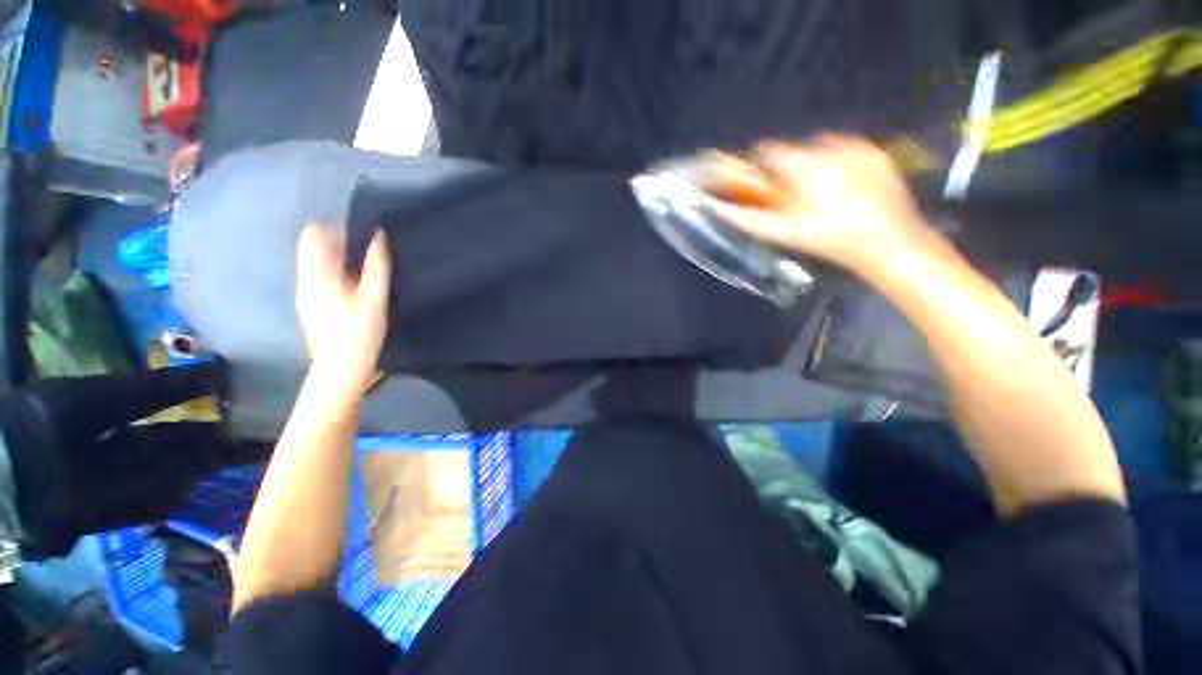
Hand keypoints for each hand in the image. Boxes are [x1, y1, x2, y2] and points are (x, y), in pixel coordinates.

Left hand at [295, 224, 390, 394]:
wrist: (339, 368)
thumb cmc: (359, 333)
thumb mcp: (375, 298)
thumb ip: (376, 266)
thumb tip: (379, 237)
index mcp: (317, 275)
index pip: (312, 236)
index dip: (335, 229)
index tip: (360, 236)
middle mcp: (304, 280)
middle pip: (313, 249)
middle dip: (338, 244)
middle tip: (368, 255)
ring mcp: (304, 294)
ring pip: (316, 264)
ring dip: (338, 260)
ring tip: (364, 272)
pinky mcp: (309, 306)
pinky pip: (318, 278)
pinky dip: (334, 274)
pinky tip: (355, 290)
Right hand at [711, 135, 937, 272]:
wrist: (889, 242)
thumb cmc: (829, 239)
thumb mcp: (783, 232)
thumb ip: (747, 218)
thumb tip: (716, 207)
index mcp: (805, 164)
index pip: (769, 150)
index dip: (759, 163)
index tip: (759, 179)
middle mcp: (831, 146)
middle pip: (796, 148)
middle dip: (789, 167)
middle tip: (792, 193)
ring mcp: (859, 146)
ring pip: (822, 147)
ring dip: (813, 164)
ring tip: (819, 192)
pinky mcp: (877, 152)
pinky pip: (847, 149)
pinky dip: (838, 163)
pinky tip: (843, 188)